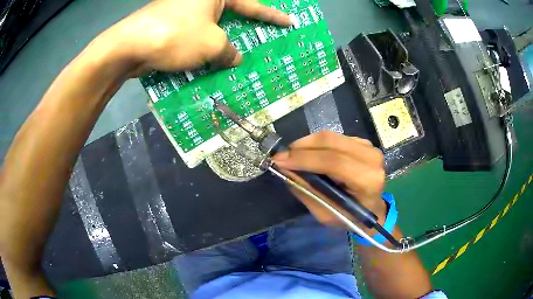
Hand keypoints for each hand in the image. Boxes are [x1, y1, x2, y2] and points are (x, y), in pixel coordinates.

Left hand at [102, 0, 290, 75]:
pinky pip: (194, 38)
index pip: (251, 4)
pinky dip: (202, 50)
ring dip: (222, 44)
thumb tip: (234, 58)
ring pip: (210, 29)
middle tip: (261, 41)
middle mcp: (198, 0)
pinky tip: (210, 64)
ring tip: (236, 59)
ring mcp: (182, 13)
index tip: (289, 22)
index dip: (272, 16)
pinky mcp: (170, 28)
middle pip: (230, 15)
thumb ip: (229, 51)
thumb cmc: (175, 36)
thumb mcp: (212, 44)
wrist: (128, 47)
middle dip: (245, 30)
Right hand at [273, 132, 386, 232]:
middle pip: (331, 142)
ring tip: (291, 155)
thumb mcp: (326, 214)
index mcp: (368, 180)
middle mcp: (372, 158)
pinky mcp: (362, 142)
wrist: (372, 209)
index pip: (334, 162)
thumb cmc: (351, 217)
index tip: (279, 160)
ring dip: (306, 143)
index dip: (304, 158)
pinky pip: (334, 137)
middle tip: (282, 156)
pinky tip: (307, 153)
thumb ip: (307, 192)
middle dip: (301, 147)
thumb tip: (286, 170)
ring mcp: (368, 147)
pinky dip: (316, 143)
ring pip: (331, 136)